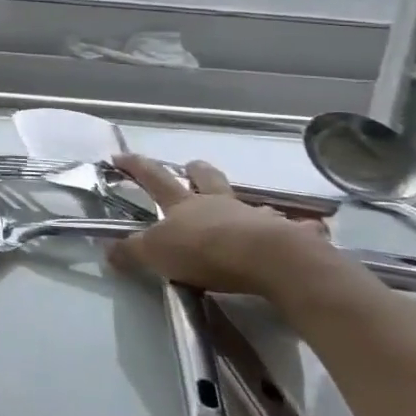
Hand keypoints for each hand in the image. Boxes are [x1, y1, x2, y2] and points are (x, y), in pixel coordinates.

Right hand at [106, 155, 343, 302]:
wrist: (266, 258)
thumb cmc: (204, 251)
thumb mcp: (156, 254)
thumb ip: (131, 251)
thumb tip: (107, 249)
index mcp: (183, 205)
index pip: (153, 178)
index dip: (135, 166)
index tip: (119, 156)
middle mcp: (218, 203)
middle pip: (205, 178)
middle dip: (195, 170)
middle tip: (191, 167)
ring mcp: (253, 216)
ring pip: (246, 201)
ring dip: (244, 204)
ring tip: (247, 212)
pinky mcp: (287, 234)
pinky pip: (296, 228)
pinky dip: (299, 229)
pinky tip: (308, 232)